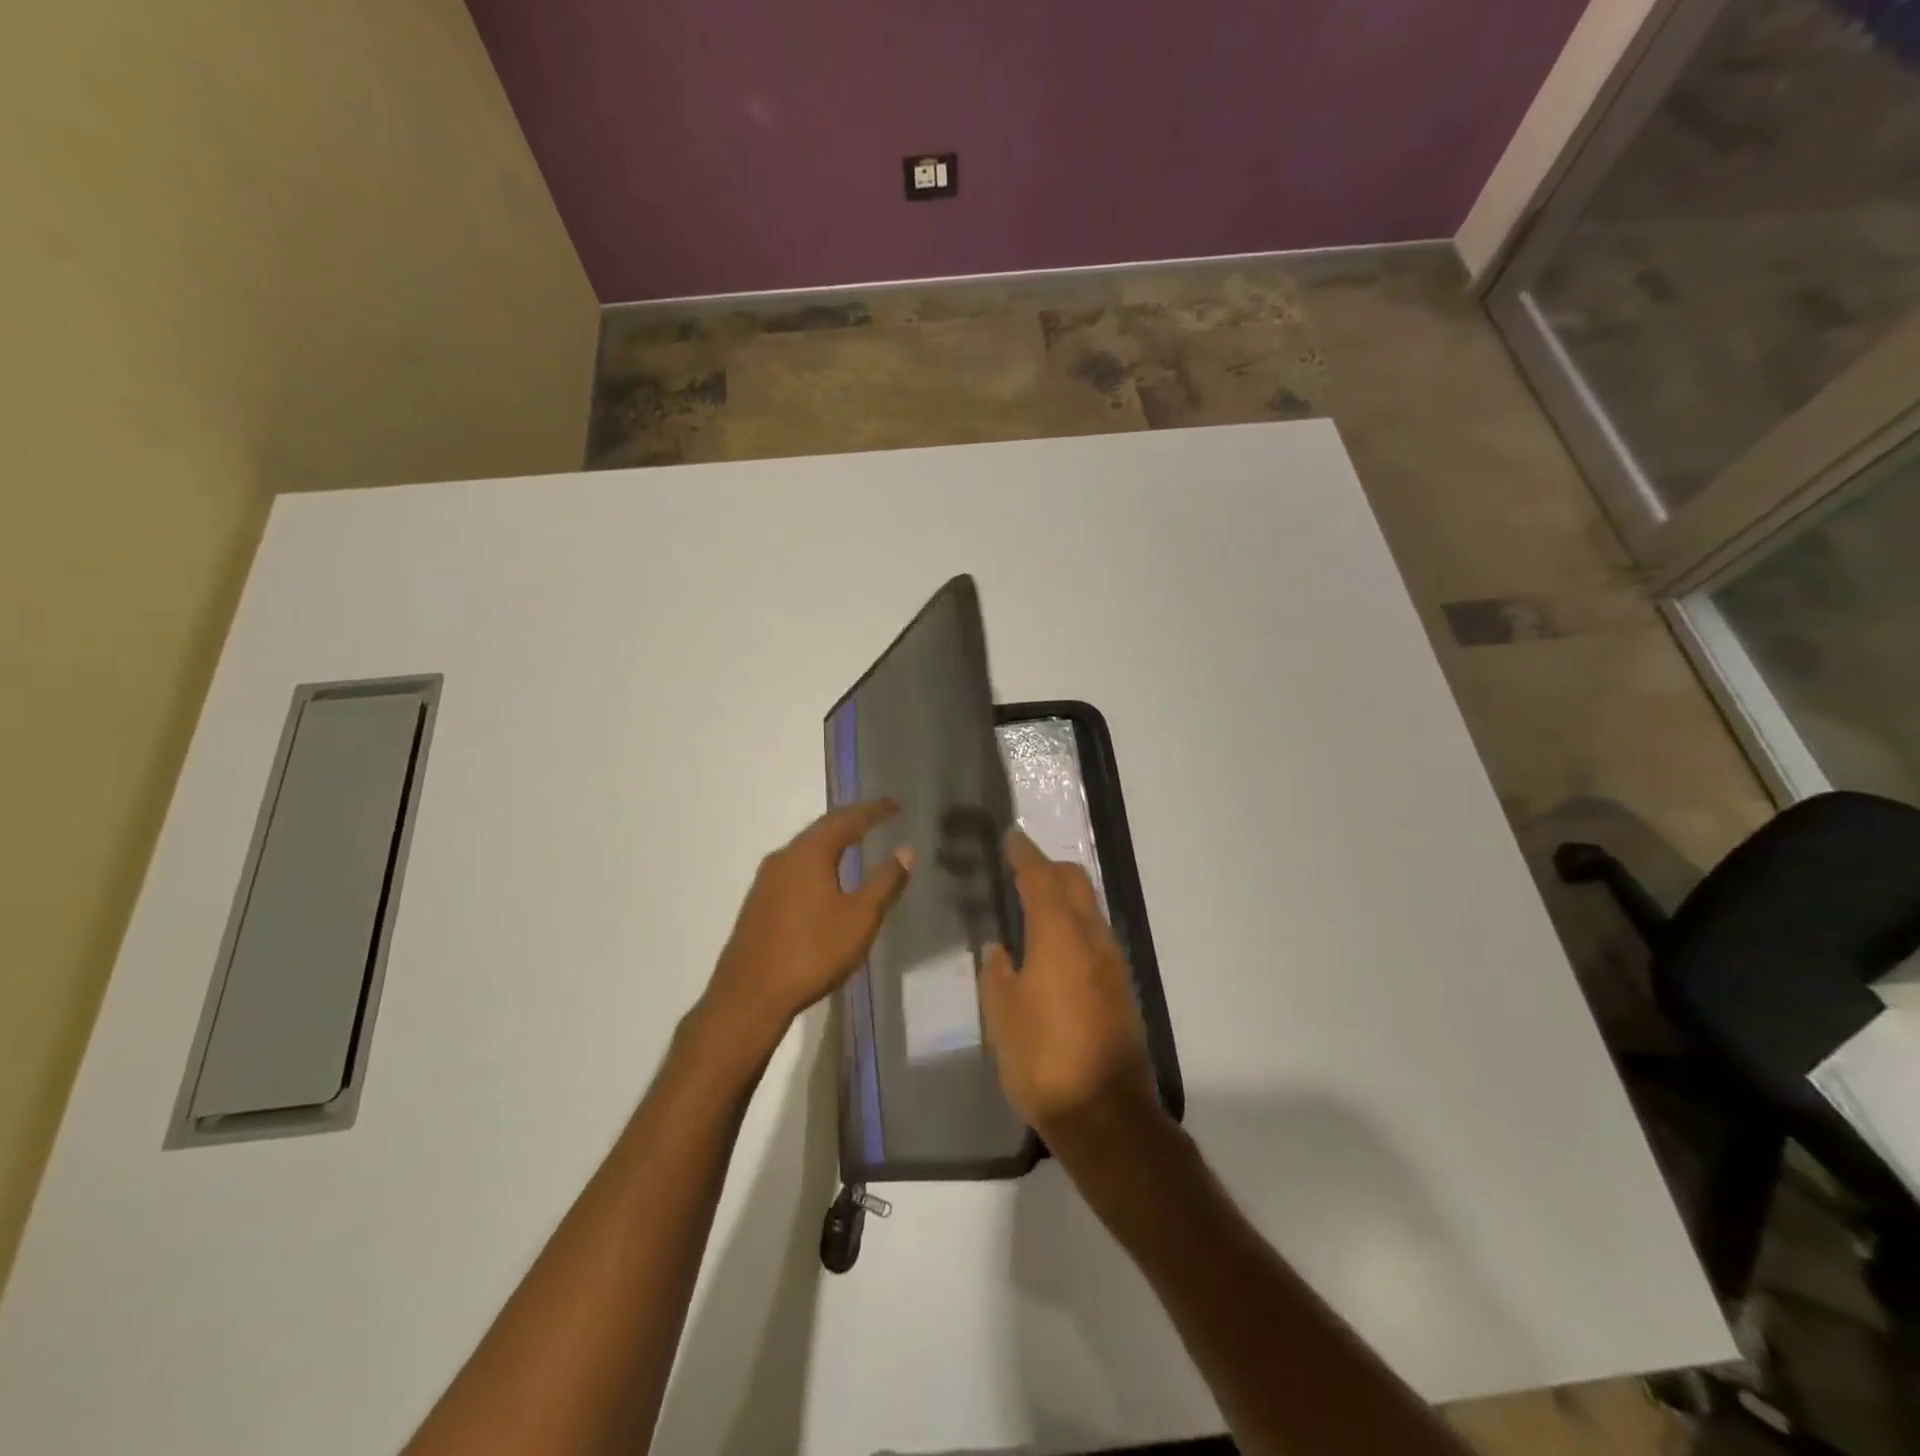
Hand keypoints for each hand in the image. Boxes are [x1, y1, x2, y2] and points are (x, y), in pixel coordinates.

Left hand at [702, 800, 913, 1055]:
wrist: (749, 996)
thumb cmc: (812, 952)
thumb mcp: (860, 918)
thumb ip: (885, 882)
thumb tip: (905, 850)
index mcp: (809, 853)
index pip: (846, 819)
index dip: (873, 811)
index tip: (895, 805)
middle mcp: (784, 857)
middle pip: (822, 829)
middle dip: (851, 820)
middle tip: (877, 817)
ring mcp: (766, 881)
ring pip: (805, 849)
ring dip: (831, 841)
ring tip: (854, 842)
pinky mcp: (758, 903)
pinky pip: (794, 868)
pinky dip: (816, 862)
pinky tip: (823, 878)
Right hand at [979, 830, 1160, 1144]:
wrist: (1106, 1114)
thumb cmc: (1043, 1059)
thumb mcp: (1003, 1016)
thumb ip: (997, 974)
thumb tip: (1000, 950)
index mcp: (1059, 936)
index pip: (1041, 878)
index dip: (1025, 854)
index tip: (1012, 837)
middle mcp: (1092, 938)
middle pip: (1075, 882)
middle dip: (1049, 868)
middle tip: (1021, 868)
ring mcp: (1113, 962)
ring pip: (1090, 907)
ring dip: (1065, 896)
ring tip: (1034, 905)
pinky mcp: (1122, 986)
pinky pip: (1096, 935)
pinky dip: (1074, 923)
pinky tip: (1054, 946)